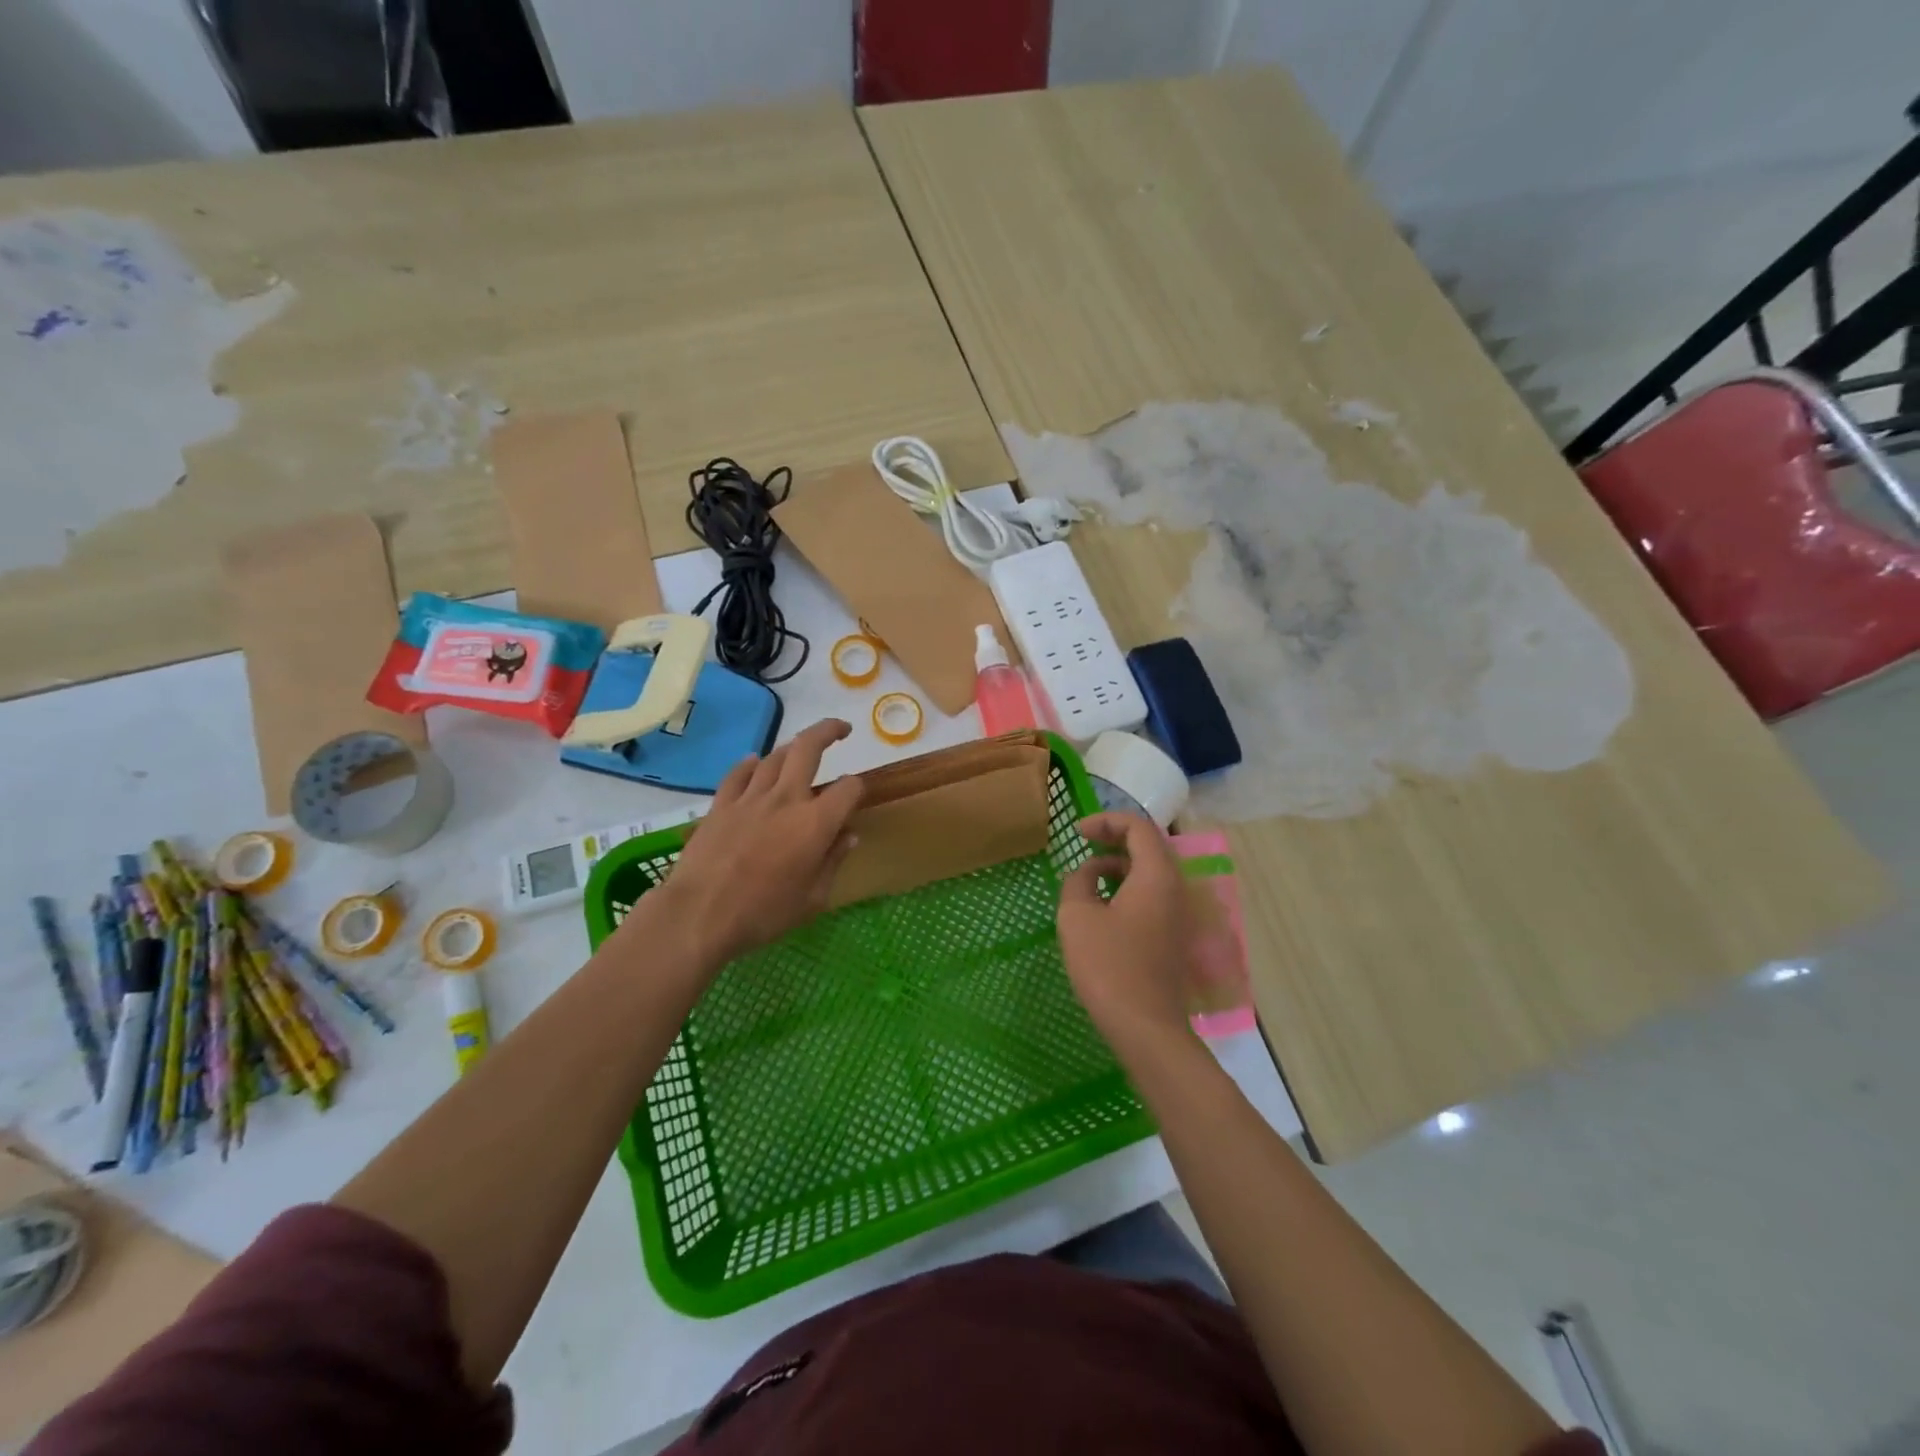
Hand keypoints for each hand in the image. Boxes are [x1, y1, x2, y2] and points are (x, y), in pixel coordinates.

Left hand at [638, 719, 865, 969]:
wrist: (700, 914)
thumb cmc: (763, 913)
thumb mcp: (813, 898)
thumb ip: (833, 861)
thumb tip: (849, 836)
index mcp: (816, 822)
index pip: (849, 788)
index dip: (858, 787)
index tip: (857, 796)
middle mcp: (786, 799)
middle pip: (809, 748)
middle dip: (828, 731)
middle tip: (841, 729)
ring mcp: (750, 798)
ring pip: (774, 757)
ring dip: (792, 747)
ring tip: (801, 749)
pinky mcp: (721, 805)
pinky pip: (739, 773)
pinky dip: (751, 764)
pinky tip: (755, 762)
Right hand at [1056, 812, 1194, 1057]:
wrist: (1145, 1027)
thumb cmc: (1109, 966)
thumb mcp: (1077, 916)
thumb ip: (1078, 881)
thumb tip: (1086, 874)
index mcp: (1157, 875)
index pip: (1138, 827)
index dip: (1106, 821)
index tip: (1076, 833)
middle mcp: (1175, 888)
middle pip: (1148, 846)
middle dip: (1114, 839)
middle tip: (1082, 845)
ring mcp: (1177, 915)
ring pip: (1150, 873)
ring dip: (1119, 866)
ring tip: (1086, 877)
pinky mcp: (1172, 937)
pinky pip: (1151, 896)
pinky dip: (1126, 888)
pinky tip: (1101, 908)